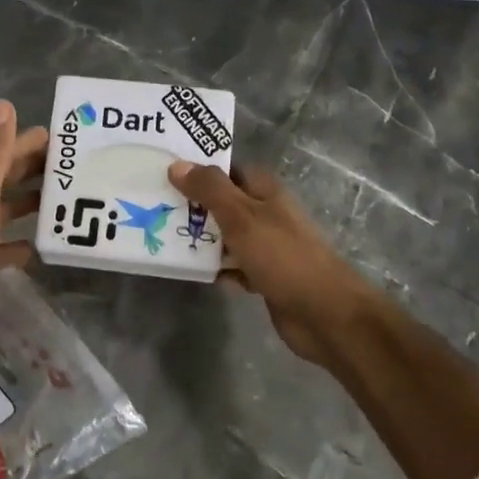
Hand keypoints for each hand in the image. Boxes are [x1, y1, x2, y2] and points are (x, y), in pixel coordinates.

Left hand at [0, 100, 46, 368]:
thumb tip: (3, 104)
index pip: (0, 153)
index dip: (28, 143)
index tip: (66, 140)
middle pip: (2, 180)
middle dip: (34, 170)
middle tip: (74, 167)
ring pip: (3, 211)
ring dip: (29, 204)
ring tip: (65, 202)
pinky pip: (2, 246)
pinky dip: (20, 241)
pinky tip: (41, 245)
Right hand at [169, 159, 377, 369]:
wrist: (323, 313)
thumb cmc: (282, 256)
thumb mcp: (241, 217)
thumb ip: (210, 190)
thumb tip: (177, 165)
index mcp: (265, 191)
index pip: (227, 170)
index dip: (199, 169)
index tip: (164, 171)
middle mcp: (266, 213)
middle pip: (223, 202)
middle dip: (193, 205)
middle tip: (154, 206)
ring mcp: (266, 246)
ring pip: (226, 235)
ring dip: (202, 238)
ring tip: (162, 237)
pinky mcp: (264, 276)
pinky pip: (233, 265)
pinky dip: (216, 267)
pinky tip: (193, 271)